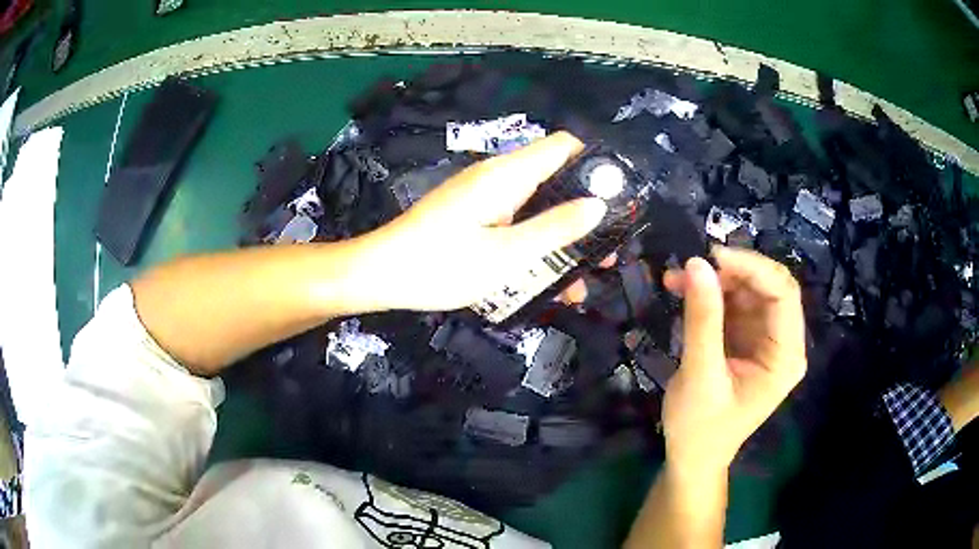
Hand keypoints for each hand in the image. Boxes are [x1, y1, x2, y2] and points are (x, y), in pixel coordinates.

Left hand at [362, 132, 606, 311]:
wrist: (381, 275)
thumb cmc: (440, 265)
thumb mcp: (506, 255)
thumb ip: (555, 229)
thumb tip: (599, 205)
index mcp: (507, 175)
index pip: (563, 146)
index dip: (595, 164)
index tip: (618, 199)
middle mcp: (498, 178)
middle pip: (556, 178)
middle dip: (585, 211)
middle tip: (607, 251)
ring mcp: (485, 197)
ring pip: (538, 206)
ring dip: (563, 236)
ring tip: (584, 277)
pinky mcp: (475, 216)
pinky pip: (516, 221)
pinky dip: (537, 243)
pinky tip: (547, 279)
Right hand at [661, 247, 806, 474]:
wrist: (691, 458)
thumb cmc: (700, 428)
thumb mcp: (700, 375)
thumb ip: (703, 320)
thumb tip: (697, 264)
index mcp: (785, 357)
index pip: (783, 295)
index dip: (753, 268)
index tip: (713, 256)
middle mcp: (782, 343)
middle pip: (769, 288)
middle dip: (733, 272)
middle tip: (694, 266)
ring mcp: (764, 339)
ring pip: (749, 291)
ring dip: (716, 280)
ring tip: (677, 278)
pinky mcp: (745, 339)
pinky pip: (733, 304)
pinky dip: (709, 294)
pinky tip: (682, 290)